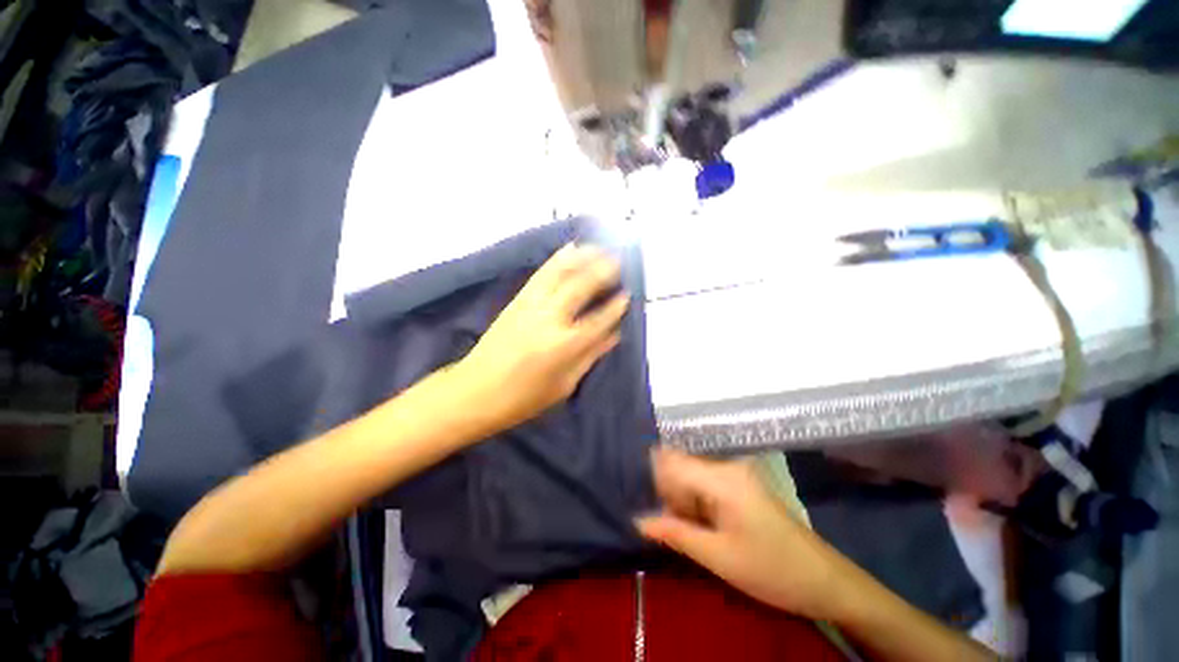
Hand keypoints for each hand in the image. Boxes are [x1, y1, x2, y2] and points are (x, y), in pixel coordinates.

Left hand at [457, 243, 629, 430]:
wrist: (474, 391)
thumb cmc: (523, 398)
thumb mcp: (564, 385)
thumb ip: (590, 356)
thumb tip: (614, 334)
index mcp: (565, 346)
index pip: (600, 319)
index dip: (616, 306)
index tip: (628, 294)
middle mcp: (551, 319)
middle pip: (582, 286)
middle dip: (604, 270)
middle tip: (620, 260)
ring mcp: (532, 305)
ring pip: (561, 273)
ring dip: (583, 257)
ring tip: (600, 247)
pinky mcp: (517, 299)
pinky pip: (541, 273)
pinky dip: (558, 259)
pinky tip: (570, 248)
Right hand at [635, 448, 848, 620]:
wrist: (825, 580)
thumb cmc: (772, 570)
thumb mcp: (718, 557)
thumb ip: (675, 534)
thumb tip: (638, 520)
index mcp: (721, 477)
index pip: (671, 462)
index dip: (654, 481)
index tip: (645, 505)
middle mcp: (727, 466)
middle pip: (680, 467)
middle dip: (668, 495)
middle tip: (666, 528)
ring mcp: (736, 474)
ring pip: (691, 477)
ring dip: (682, 502)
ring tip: (684, 532)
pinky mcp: (741, 485)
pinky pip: (706, 485)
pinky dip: (696, 504)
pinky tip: (702, 528)